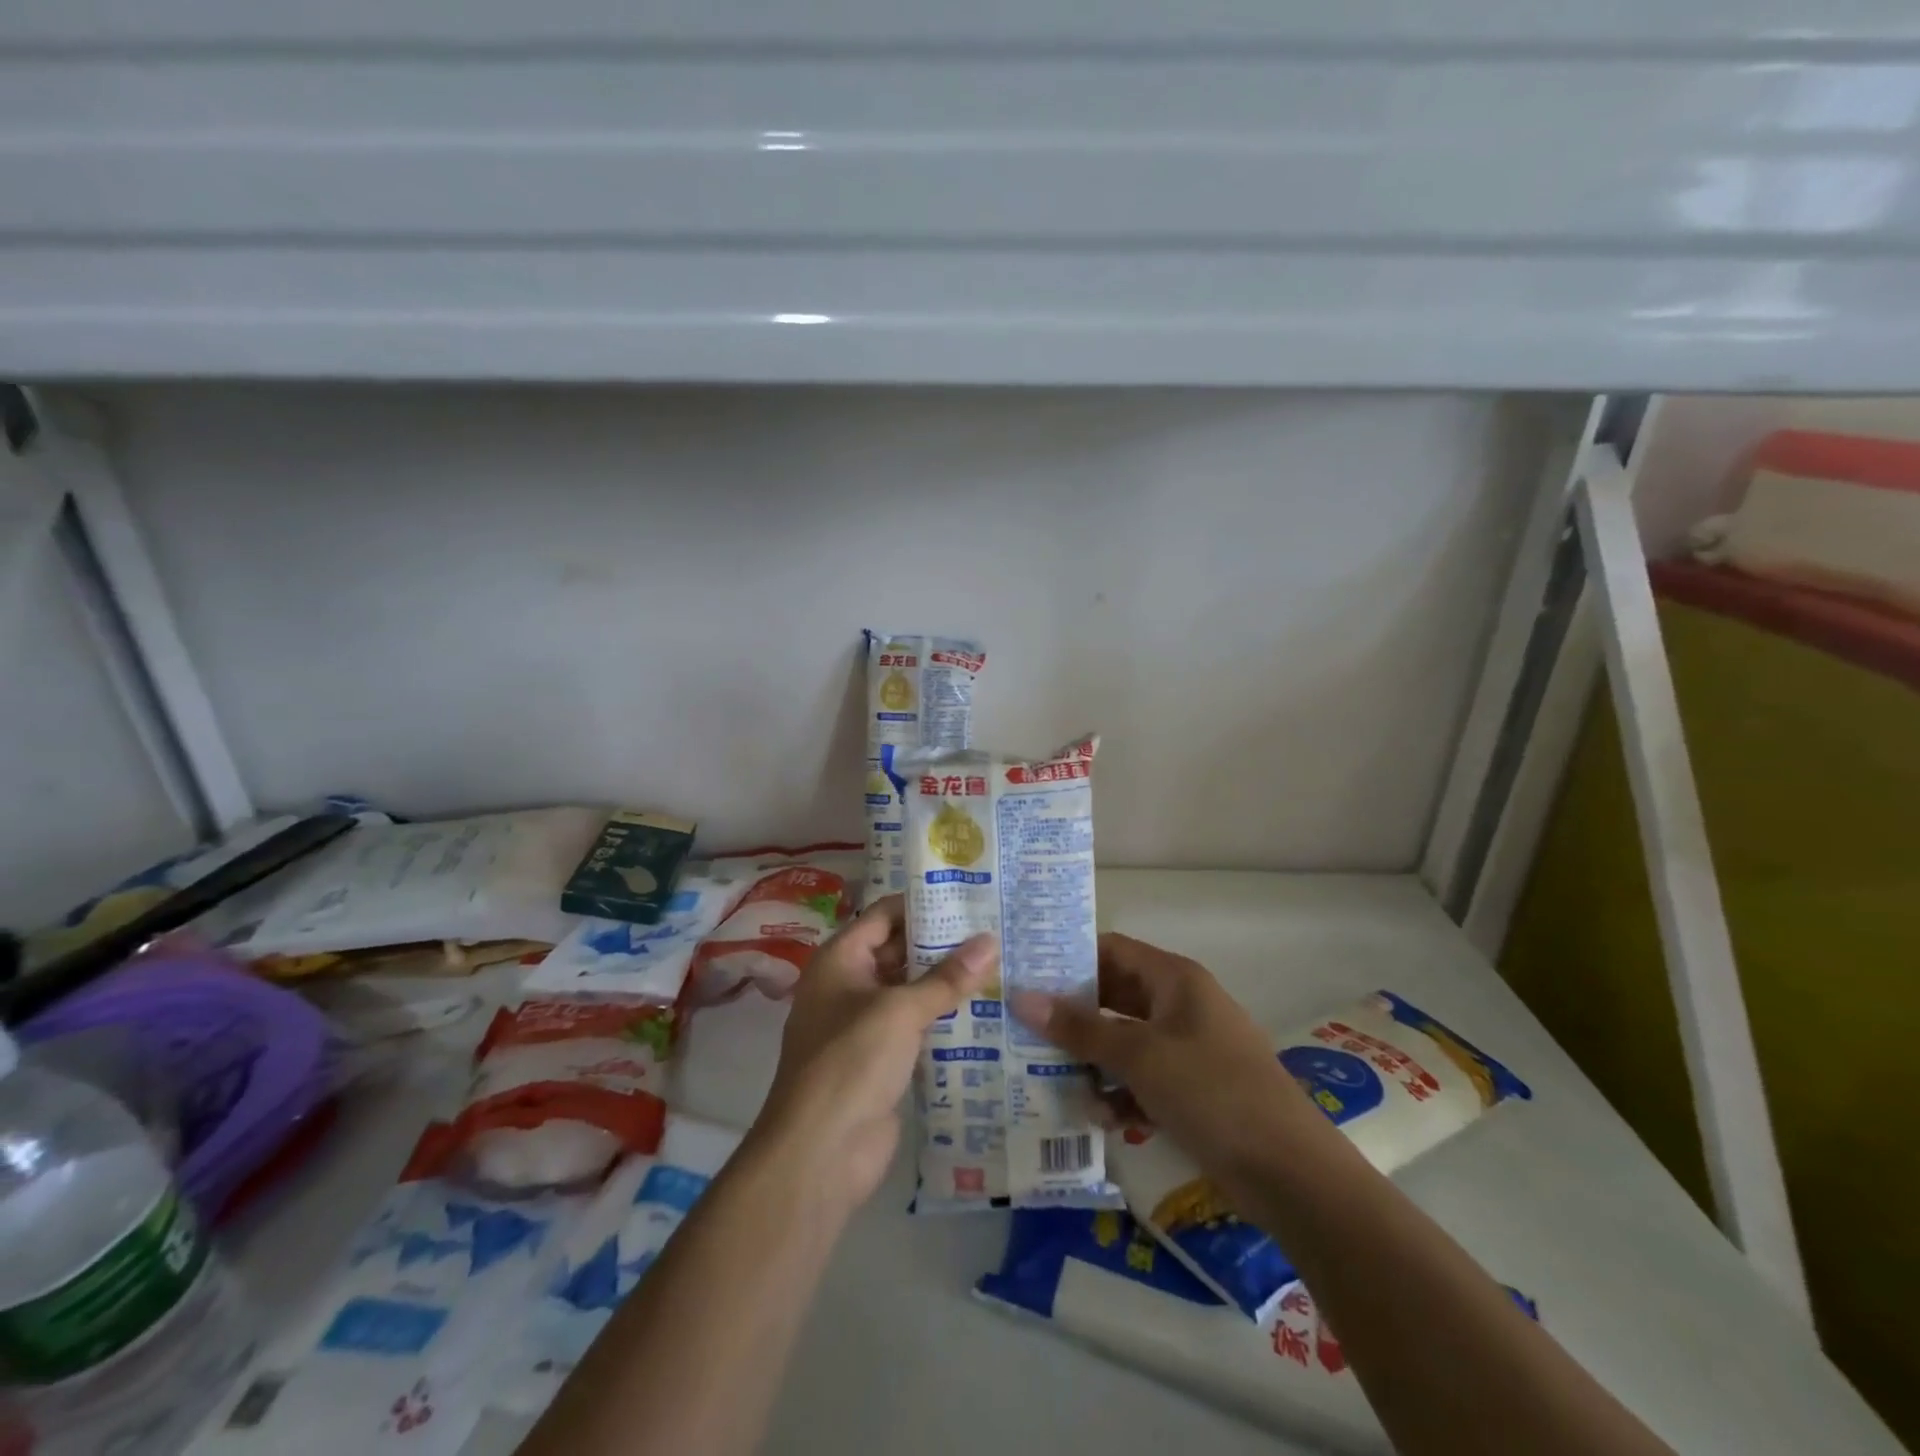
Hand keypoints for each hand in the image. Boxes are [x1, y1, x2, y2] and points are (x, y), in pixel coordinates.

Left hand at [752, 895, 995, 1210]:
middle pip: (899, 951)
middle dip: (942, 943)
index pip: (885, 915)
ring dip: (947, 982)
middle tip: (995, 929)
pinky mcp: (882, 1060)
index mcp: (840, 960)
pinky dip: (944, 1018)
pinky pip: (917, 1026)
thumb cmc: (851, 1061)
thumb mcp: (901, 1010)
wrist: (820, 1152)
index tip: (970, 896)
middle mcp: (849, 984)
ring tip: (1000, 963)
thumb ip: (947, 977)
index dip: (923, 903)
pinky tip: (986, 1011)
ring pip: (911, 990)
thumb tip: (991, 941)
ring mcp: (865, 1025)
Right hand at [1010, 933, 1310, 1180]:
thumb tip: (1021, 997)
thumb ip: (1080, 1028)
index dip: (1069, 959)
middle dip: (1073, 1017)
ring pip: (1124, 1042)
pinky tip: (1100, 1119)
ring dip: (1093, 1062)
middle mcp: (1180, 1005)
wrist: (1290, 1172)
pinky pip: (1142, 1078)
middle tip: (1024, 1029)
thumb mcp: (1139, 1056)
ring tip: (1054, 1083)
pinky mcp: (1192, 1089)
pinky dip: (1120, 1093)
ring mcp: (1188, 1048)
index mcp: (1174, 979)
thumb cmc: (1212, 1092)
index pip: (1111, 950)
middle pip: (1114, 997)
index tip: (1025, 974)